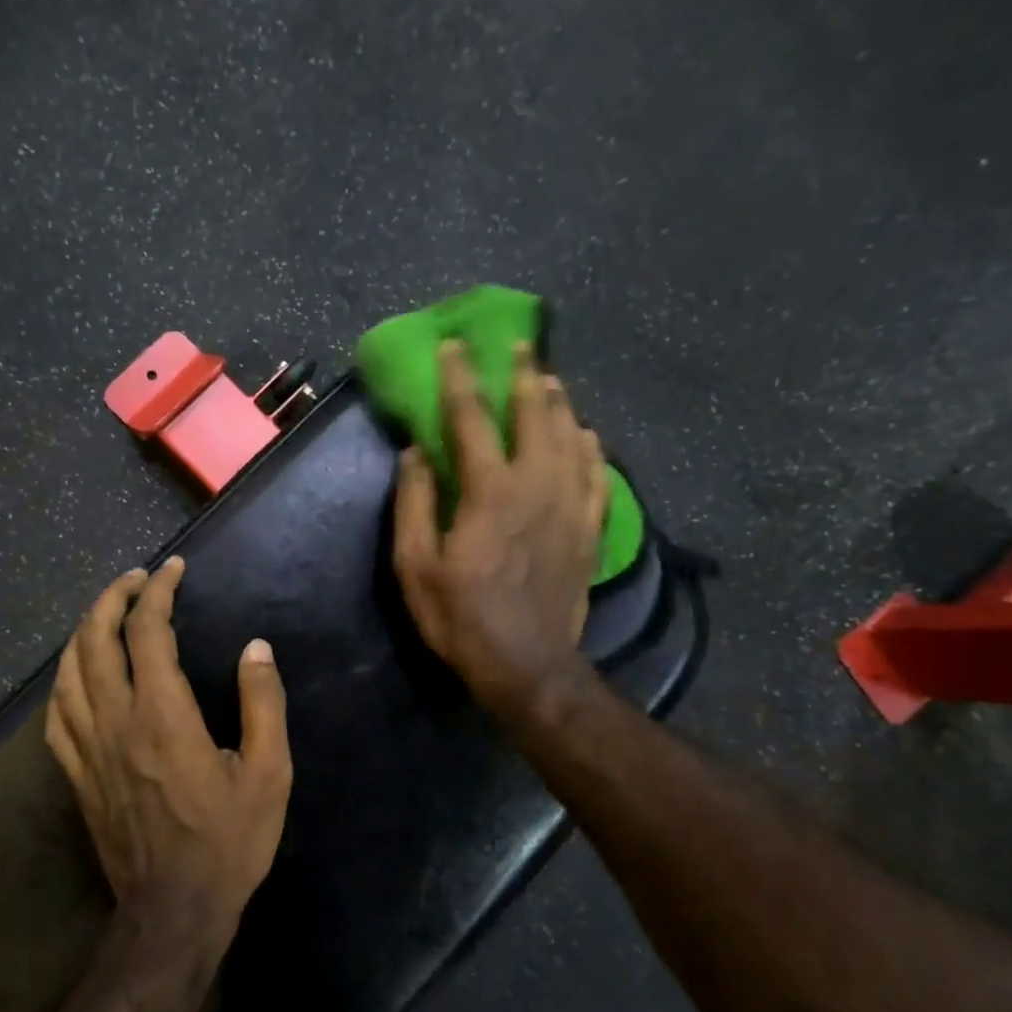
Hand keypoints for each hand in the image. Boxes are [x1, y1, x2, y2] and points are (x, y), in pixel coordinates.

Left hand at [45, 557, 292, 930]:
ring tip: (106, 611)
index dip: (158, 591)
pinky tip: (76, 673)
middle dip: (113, 598)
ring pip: (68, 672)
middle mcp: (116, 721)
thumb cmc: (228, 842)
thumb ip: (262, 703)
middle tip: (137, 579)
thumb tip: (256, 648)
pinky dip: (63, 680)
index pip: (147, 631)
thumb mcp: (269, 772)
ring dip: (84, 631)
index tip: (173, 569)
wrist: (173, 912)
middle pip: (95, 640)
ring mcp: (88, 749)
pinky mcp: (77, 776)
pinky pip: (56, 715)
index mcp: (163, 715)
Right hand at [392, 340, 609, 722]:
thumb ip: (414, 503)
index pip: (471, 418)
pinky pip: (597, 473)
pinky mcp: (589, 528)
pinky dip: (591, 447)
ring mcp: (570, 505)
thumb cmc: (461, 617)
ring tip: (551, 380)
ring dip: (559, 403)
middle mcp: (536, 485)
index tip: (454, 346)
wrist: (527, 665)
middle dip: (525, 375)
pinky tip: (587, 435)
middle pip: (535, 414)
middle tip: (521, 346)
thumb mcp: (415, 565)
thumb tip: (416, 453)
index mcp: (489, 490)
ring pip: (571, 436)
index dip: (460, 378)